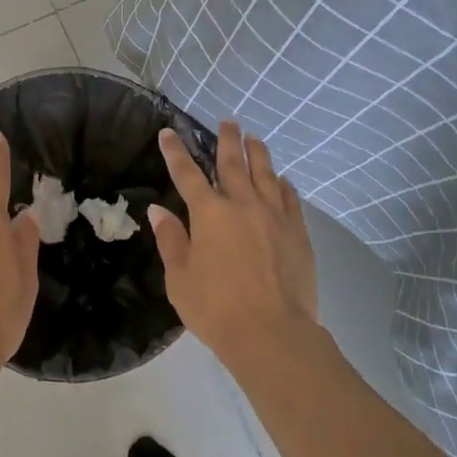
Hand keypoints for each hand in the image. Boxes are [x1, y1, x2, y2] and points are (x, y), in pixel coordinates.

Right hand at [152, 121, 318, 368]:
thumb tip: (158, 210)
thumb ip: (170, 240)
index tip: (168, 132)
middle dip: (227, 140)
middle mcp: (242, 204)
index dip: (175, 151)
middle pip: (233, 163)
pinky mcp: (297, 233)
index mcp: (208, 213)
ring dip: (258, 153)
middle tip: (227, 122)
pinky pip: (290, 199)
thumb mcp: (180, 278)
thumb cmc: (216, 308)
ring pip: (265, 174)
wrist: (273, 334)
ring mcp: (274, 216)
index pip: (187, 173)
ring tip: (255, 139)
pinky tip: (282, 180)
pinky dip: (284, 185)